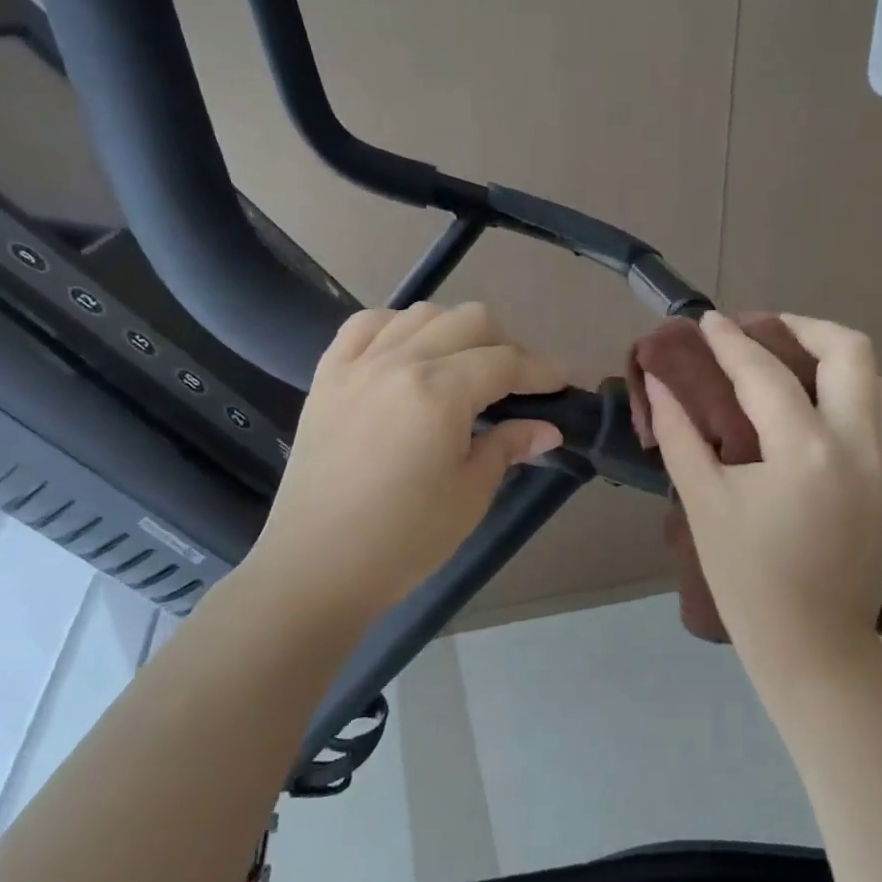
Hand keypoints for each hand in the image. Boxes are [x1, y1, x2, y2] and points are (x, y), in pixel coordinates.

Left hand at [243, 302, 565, 621]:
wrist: (317, 566)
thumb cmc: (404, 539)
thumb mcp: (470, 494)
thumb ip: (507, 447)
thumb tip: (546, 429)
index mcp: (439, 392)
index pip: (505, 362)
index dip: (541, 370)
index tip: (563, 384)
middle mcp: (398, 362)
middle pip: (468, 322)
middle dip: (506, 345)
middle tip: (518, 384)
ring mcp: (357, 364)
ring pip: (420, 315)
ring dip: (455, 332)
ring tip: (465, 367)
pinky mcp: (327, 377)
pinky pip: (365, 326)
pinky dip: (397, 327)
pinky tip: (409, 352)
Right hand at [645, 312, 881, 660]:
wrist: (812, 642)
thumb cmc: (746, 578)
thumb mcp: (703, 502)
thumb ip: (681, 434)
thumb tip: (662, 382)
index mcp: (805, 450)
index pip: (764, 372)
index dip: (731, 341)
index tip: (709, 320)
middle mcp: (861, 443)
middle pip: (849, 350)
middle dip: (803, 327)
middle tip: (763, 331)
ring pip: (880, 380)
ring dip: (837, 361)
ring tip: (795, 368)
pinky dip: (857, 398)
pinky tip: (821, 415)